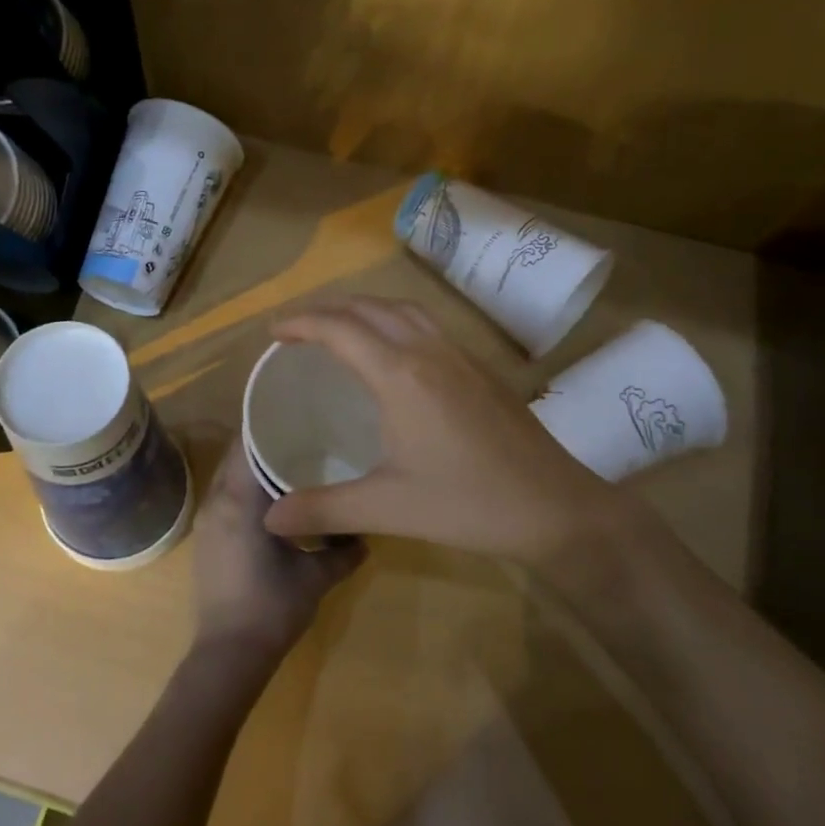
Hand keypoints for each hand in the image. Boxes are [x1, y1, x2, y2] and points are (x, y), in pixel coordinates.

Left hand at [191, 446, 367, 668]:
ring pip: (229, 476)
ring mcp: (207, 520)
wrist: (228, 654)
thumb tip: (366, 536)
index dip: (270, 425)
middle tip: (304, 435)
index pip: (248, 443)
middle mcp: (217, 501)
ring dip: (254, 466)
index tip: (298, 414)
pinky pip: (225, 496)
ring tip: (292, 462)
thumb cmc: (272, 607)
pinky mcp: (206, 538)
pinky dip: (245, 488)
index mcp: (240, 499)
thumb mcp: (316, 577)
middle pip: (237, 455)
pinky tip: (273, 499)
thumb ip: (344, 552)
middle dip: (266, 442)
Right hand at [261, 297, 620, 564]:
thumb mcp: (388, 509)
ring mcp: (460, 354)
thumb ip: (324, 508)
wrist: (555, 506)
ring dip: (363, 308)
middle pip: (368, 307)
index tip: (273, 332)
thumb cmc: (468, 504)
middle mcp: (428, 350)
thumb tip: (269, 518)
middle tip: (297, 328)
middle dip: (326, 309)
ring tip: (339, 327)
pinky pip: (427, 322)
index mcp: (400, 374)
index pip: (339, 329)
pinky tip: (394, 349)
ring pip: (402, 308)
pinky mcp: (480, 366)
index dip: (301, 323)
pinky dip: (394, 319)